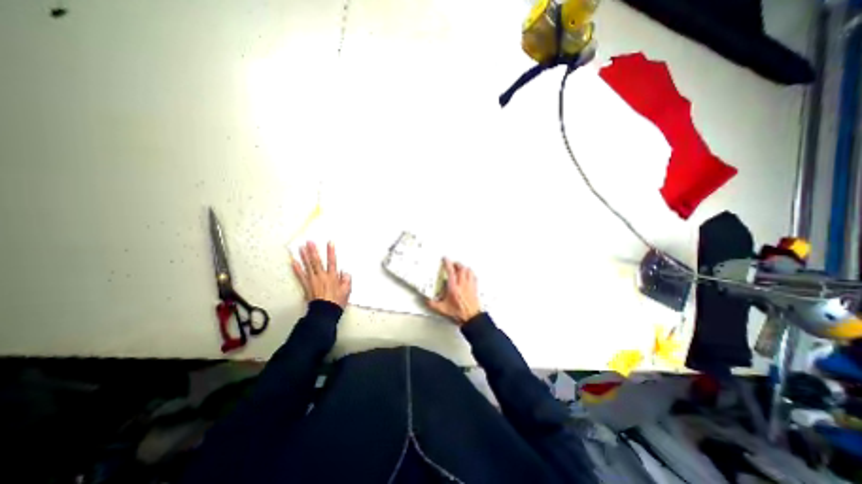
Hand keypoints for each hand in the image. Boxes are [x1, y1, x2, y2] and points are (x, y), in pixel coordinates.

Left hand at [294, 242, 352, 308]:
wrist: (325, 311)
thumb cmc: (337, 301)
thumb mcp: (347, 290)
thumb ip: (346, 280)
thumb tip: (344, 271)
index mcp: (332, 276)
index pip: (332, 261)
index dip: (331, 252)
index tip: (329, 242)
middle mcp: (322, 276)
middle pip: (317, 261)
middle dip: (313, 251)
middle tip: (309, 241)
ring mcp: (313, 280)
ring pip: (308, 266)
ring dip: (304, 256)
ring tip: (300, 247)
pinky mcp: (306, 286)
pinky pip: (300, 276)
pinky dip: (296, 269)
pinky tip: (293, 262)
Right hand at [428, 258, 482, 324]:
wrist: (471, 318)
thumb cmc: (459, 313)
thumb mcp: (443, 309)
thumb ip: (433, 304)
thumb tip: (427, 301)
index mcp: (453, 287)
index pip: (450, 271)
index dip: (447, 263)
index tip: (445, 259)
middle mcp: (462, 284)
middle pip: (461, 268)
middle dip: (456, 264)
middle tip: (452, 263)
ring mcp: (469, 285)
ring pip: (468, 270)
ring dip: (464, 267)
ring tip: (460, 268)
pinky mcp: (474, 288)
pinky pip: (474, 276)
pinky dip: (470, 273)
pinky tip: (468, 275)